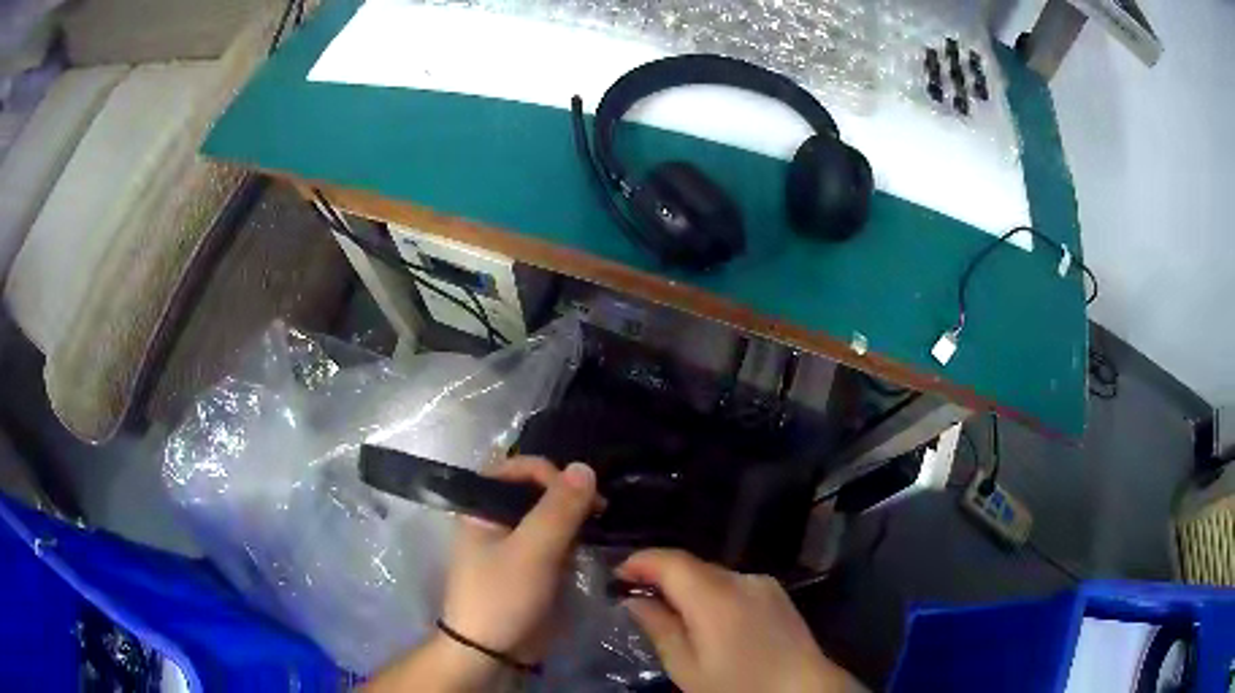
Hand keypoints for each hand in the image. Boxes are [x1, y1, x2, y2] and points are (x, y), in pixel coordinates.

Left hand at [366, 457, 598, 692]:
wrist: (493, 653)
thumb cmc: (502, 597)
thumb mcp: (532, 551)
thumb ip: (558, 509)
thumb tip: (585, 467)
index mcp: (481, 507)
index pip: (516, 468)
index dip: (549, 473)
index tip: (580, 494)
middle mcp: (496, 519)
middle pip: (535, 490)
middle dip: (567, 495)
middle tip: (600, 509)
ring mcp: (515, 543)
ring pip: (550, 515)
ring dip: (575, 518)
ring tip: (600, 526)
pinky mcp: (533, 565)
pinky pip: (557, 540)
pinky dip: (575, 539)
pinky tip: (593, 543)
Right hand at [617, 549, 866, 692]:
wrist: (803, 689)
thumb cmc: (738, 686)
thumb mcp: (688, 668)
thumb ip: (659, 629)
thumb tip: (635, 601)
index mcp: (715, 597)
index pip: (670, 561)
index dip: (640, 561)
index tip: (617, 574)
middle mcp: (741, 579)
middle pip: (691, 566)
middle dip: (662, 576)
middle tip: (638, 598)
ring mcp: (763, 583)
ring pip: (713, 575)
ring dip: (688, 586)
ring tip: (673, 613)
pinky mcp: (777, 592)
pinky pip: (734, 584)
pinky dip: (713, 594)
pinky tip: (710, 620)